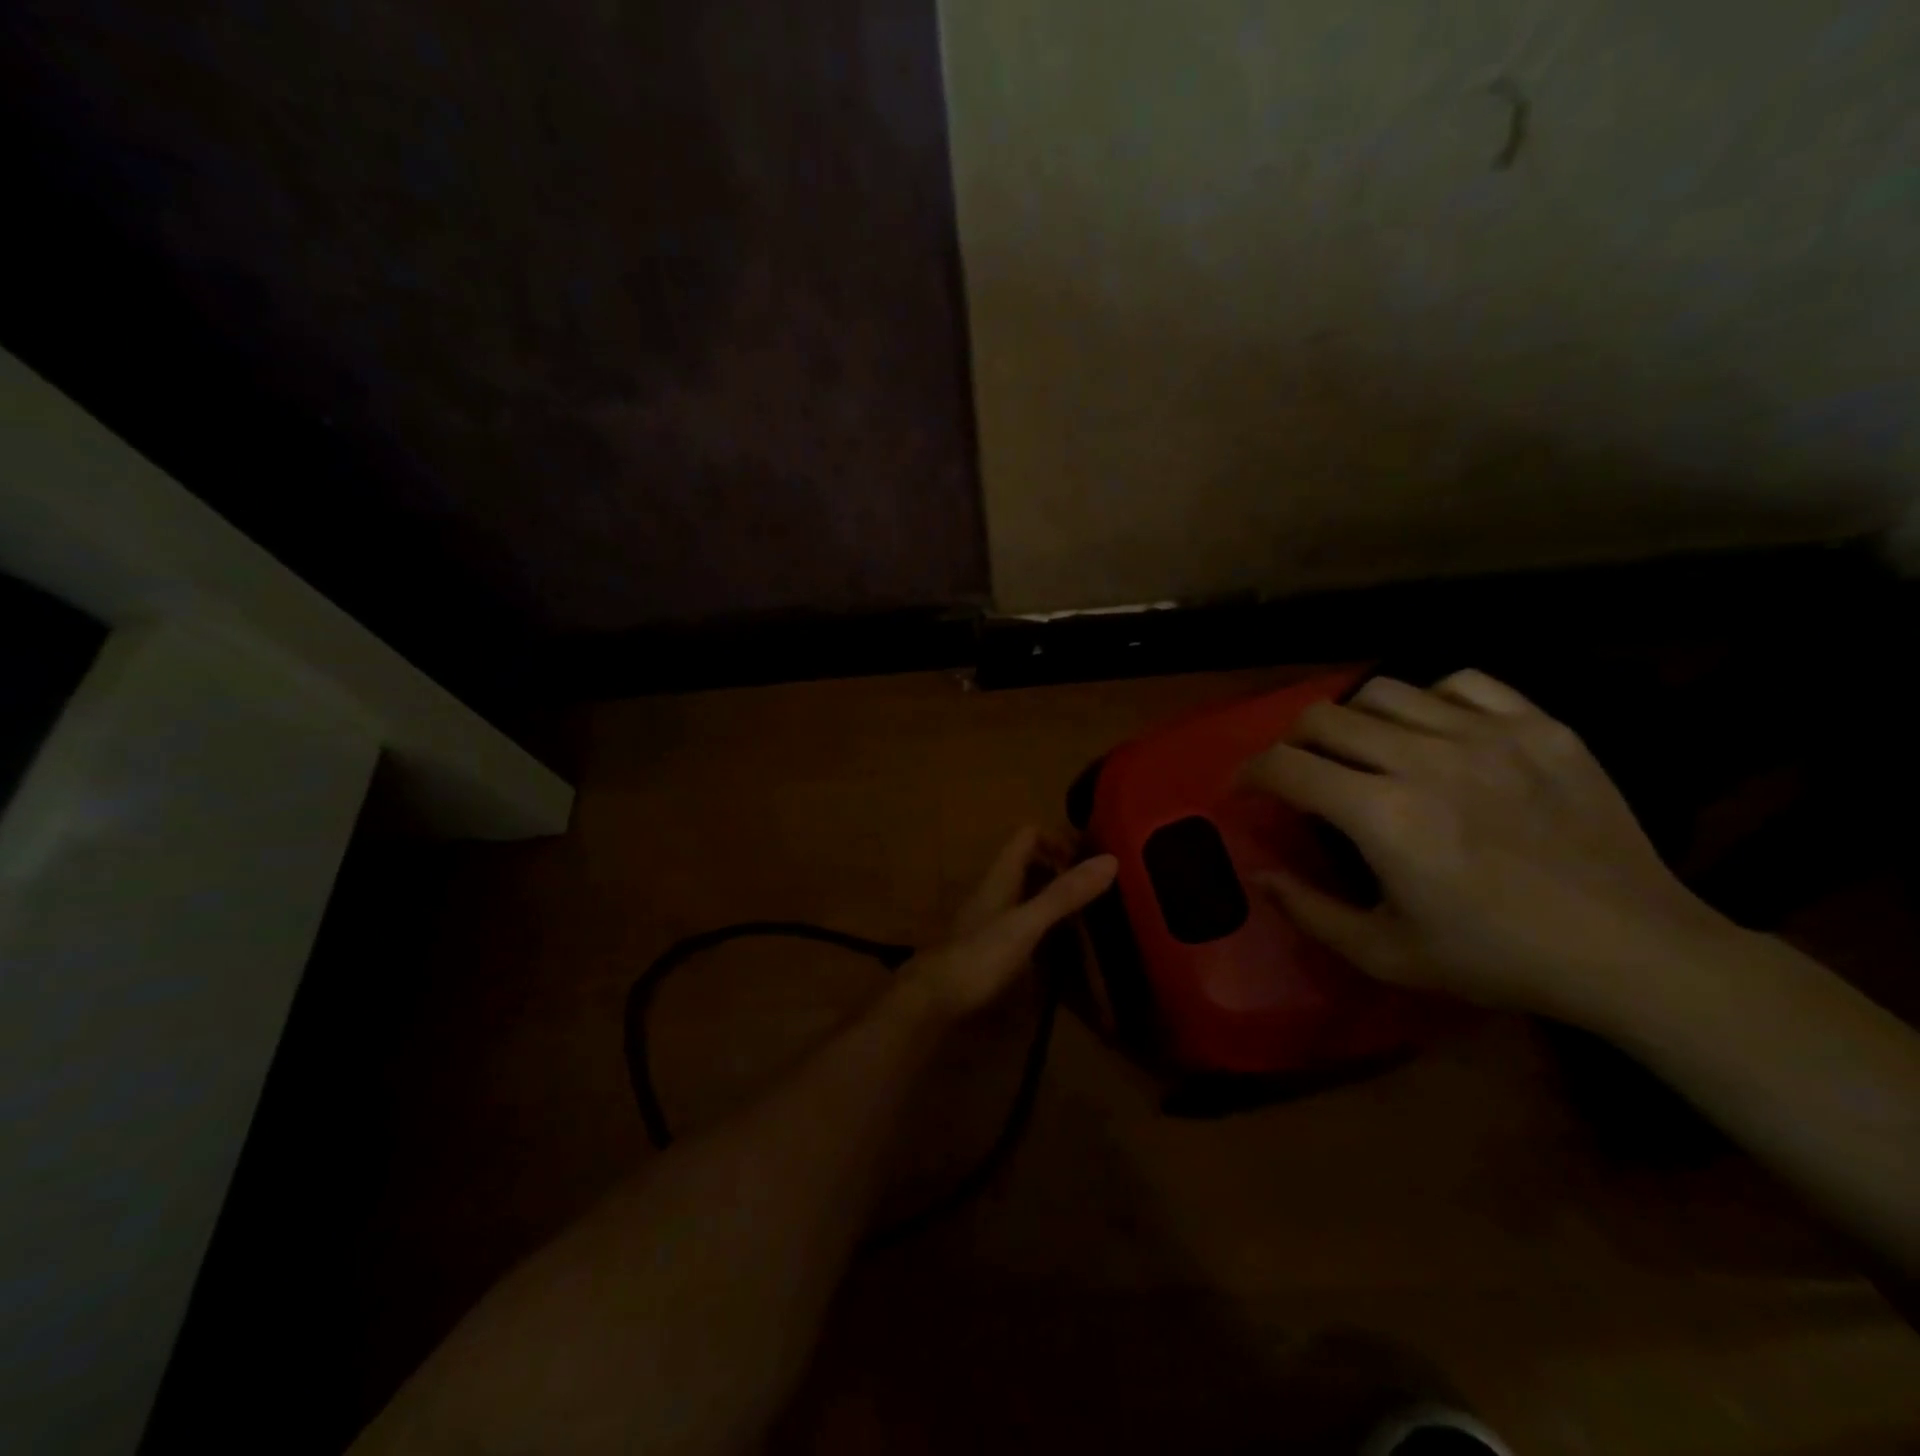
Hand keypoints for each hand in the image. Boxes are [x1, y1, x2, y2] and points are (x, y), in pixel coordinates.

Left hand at [897, 828, 1117, 1022]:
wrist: (933, 999)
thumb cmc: (979, 956)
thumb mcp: (1027, 924)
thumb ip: (1064, 894)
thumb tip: (1110, 860)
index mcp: (1002, 876)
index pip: (1029, 835)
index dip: (1059, 839)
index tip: (1088, 864)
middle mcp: (996, 890)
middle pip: (1030, 863)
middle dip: (1063, 870)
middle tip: (1098, 893)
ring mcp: (991, 918)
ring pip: (1027, 893)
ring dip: (1055, 898)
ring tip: (1090, 919)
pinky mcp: (990, 945)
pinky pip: (1023, 923)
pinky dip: (1045, 927)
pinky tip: (1063, 950)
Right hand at [1242, 670, 1734, 1025]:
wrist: (1632, 951)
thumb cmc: (1497, 959)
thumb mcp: (1386, 955)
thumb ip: (1309, 911)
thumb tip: (1260, 874)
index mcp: (1382, 815)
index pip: (1285, 766)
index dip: (1249, 773)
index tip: (1244, 789)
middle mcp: (1424, 759)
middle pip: (1323, 718)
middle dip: (1290, 743)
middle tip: (1297, 772)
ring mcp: (1486, 735)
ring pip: (1383, 691)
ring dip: (1352, 720)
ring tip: (1362, 751)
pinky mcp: (1539, 727)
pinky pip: (1461, 683)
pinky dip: (1429, 700)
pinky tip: (1433, 732)